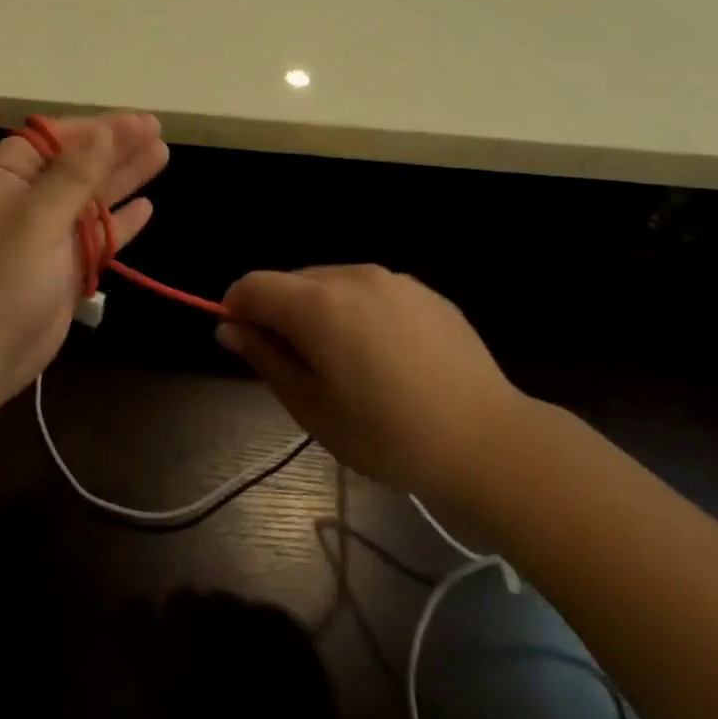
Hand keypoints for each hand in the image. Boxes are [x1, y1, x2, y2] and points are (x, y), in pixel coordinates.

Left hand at [0, 113, 168, 414]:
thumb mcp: (36, 217)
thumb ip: (75, 173)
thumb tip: (107, 131)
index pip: (52, 139)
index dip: (97, 128)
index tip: (139, 121)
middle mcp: (19, 200)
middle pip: (75, 165)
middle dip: (116, 149)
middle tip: (157, 131)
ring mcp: (40, 236)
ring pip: (88, 199)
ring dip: (122, 180)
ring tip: (161, 155)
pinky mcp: (58, 268)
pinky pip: (93, 237)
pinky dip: (119, 224)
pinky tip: (146, 208)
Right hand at [216, 265, 523, 495]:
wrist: (488, 441)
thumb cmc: (388, 435)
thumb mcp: (312, 407)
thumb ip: (265, 358)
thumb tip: (229, 328)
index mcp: (318, 304)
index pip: (252, 285)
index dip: (236, 310)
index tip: (246, 346)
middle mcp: (352, 276)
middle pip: (292, 281)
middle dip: (279, 314)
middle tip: (299, 368)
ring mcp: (393, 280)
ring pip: (331, 284)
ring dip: (319, 312)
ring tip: (346, 365)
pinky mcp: (425, 291)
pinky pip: (371, 292)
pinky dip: (358, 313)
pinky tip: (385, 357)